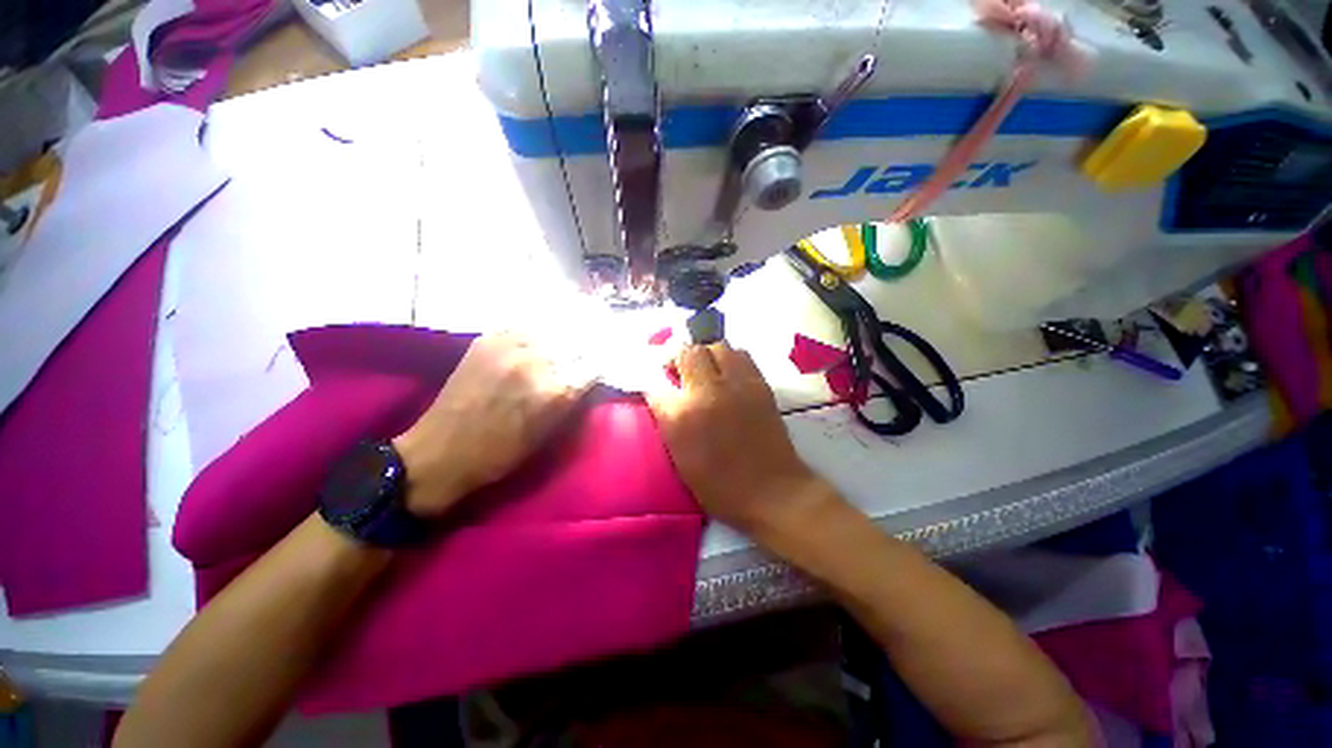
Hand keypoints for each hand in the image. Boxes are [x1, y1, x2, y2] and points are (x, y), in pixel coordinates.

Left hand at [393, 332, 592, 517]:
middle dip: (584, 349)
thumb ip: (572, 402)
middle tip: (585, 353)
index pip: (593, 365)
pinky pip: (522, 326)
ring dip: (562, 336)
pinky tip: (538, 338)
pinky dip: (536, 332)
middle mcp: (534, 362)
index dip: (599, 366)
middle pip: (575, 342)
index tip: (600, 367)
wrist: (440, 453)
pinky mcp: (487, 340)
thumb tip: (588, 377)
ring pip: (550, 330)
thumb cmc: (500, 455)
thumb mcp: (548, 435)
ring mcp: (508, 346)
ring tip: (566, 340)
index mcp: (553, 391)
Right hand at [647, 343, 834, 535]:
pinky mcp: (760, 384)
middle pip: (687, 352)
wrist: (772, 491)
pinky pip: (741, 355)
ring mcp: (737, 384)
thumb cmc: (720, 486)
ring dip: (705, 354)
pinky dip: (729, 359)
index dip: (653, 383)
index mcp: (682, 416)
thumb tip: (663, 397)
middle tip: (678, 370)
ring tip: (705, 370)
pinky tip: (727, 375)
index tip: (656, 385)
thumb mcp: (680, 458)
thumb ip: (668, 421)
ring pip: (716, 346)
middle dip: (677, 357)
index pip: (656, 384)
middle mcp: (707, 392)